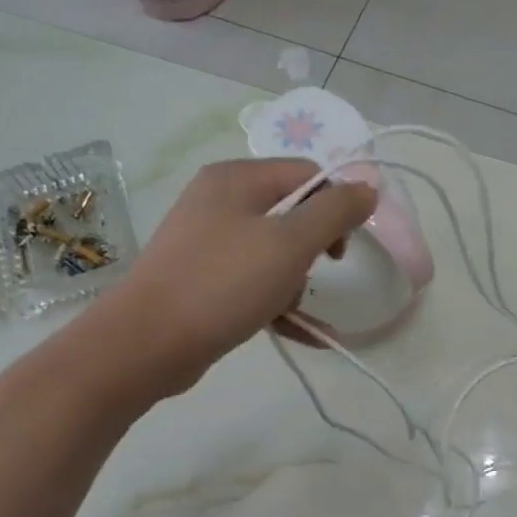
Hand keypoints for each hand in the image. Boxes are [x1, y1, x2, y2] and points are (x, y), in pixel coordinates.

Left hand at [111, 158, 376, 393]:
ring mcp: (209, 244)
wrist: (149, 342)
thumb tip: (367, 188)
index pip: (306, 174)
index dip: (336, 206)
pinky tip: (311, 337)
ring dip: (297, 284)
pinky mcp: (205, 281)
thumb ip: (334, 212)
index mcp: (237, 179)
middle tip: (321, 275)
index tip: (344, 248)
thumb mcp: (289, 243)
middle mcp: (220, 202)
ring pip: (275, 254)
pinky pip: (256, 285)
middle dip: (314, 250)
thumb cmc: (223, 283)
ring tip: (296, 312)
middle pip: (292, 214)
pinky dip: (281, 306)